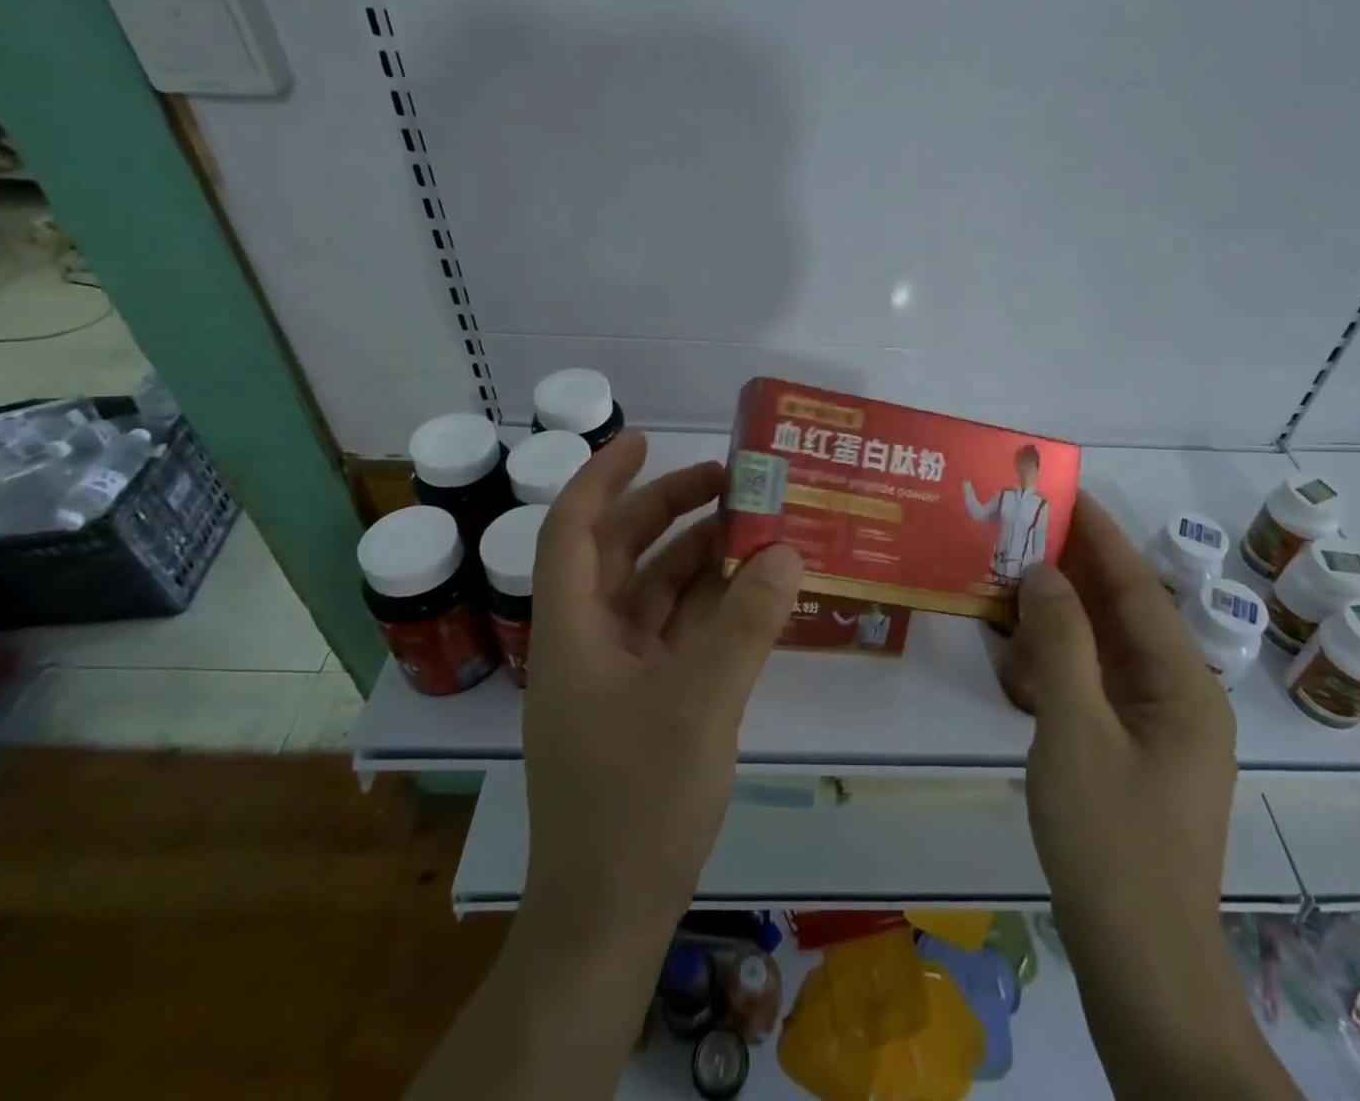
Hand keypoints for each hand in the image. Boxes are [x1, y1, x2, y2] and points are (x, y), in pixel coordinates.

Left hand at [524, 429, 802, 937]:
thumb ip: (744, 623)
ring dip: (700, 559)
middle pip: (623, 554)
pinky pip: (679, 633)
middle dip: (669, 511)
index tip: (643, 439)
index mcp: (574, 631)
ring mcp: (618, 675)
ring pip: (656, 593)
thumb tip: (786, 551)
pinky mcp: (647, 704)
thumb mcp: (699, 703)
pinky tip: (754, 593)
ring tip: (755, 529)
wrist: (608, 919)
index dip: (602, 477)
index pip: (573, 531)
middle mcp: (590, 642)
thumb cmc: (636, 803)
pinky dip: (712, 607)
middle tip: (729, 482)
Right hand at [1005, 497, 1293, 1099]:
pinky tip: (1017, 660)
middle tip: (1020, 529)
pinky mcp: (1131, 753)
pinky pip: (1093, 687)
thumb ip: (1059, 643)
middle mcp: (1179, 695)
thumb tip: (1043, 572)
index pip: (1137, 585)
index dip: (1099, 534)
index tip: (1063, 491)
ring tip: (1009, 584)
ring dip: (1058, 618)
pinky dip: (1056, 665)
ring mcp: (1156, 728)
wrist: (1139, 963)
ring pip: (1103, 649)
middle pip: (1122, 612)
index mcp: (1184, 683)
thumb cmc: (1111, 840)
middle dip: (1072, 570)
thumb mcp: (1074, 730)